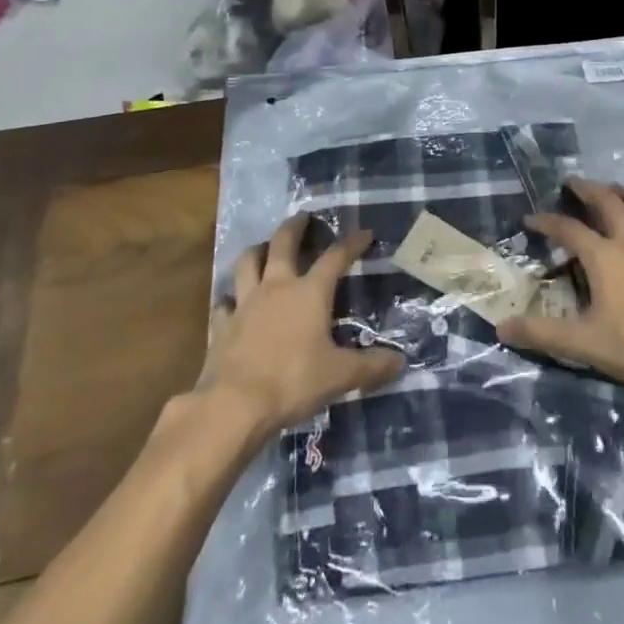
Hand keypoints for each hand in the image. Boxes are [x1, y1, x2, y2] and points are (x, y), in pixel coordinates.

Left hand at [198, 214, 404, 432]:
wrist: (235, 405)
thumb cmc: (293, 382)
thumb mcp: (340, 376)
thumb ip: (371, 367)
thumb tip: (401, 362)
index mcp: (310, 292)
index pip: (335, 257)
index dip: (351, 243)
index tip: (364, 233)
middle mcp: (277, 287)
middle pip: (283, 243)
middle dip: (295, 227)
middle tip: (302, 217)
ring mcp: (245, 303)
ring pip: (248, 262)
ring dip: (257, 250)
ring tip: (263, 247)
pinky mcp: (222, 325)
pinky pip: (224, 302)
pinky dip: (229, 298)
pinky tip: (232, 302)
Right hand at [497, 179, 623, 400]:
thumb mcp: (583, 343)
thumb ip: (541, 333)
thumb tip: (501, 328)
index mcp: (603, 256)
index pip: (568, 229)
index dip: (547, 221)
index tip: (531, 219)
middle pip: (608, 202)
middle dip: (587, 189)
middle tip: (574, 182)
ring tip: (614, 189)